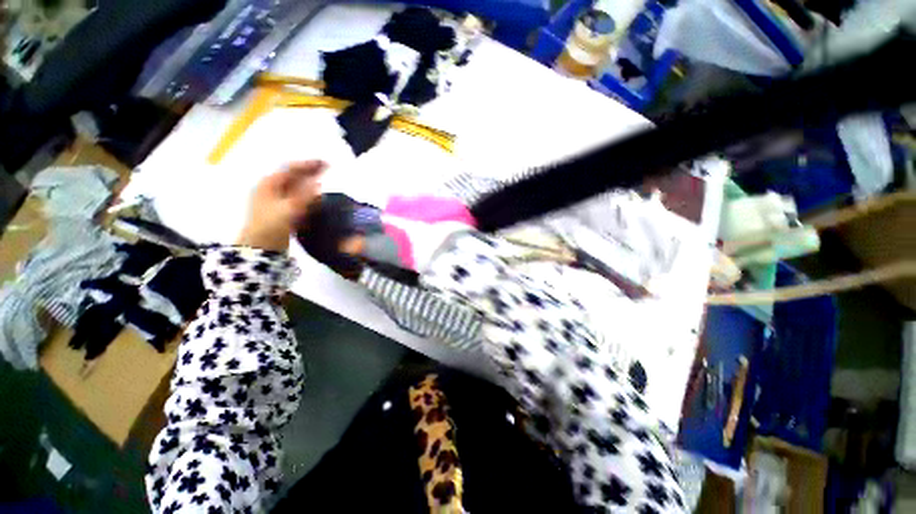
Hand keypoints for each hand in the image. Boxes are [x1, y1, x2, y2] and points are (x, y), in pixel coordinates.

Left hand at [236, 161, 326, 251]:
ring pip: (296, 187)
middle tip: (328, 168)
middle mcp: (272, 189)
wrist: (260, 247)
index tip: (326, 163)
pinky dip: (307, 196)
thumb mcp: (290, 209)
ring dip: (310, 183)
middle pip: (293, 176)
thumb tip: (319, 183)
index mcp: (269, 184)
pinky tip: (317, 199)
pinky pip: (297, 199)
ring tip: (324, 181)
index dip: (309, 165)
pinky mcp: (282, 212)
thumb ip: (305, 195)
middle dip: (310, 172)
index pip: (291, 169)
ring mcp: (276, 201)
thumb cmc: (271, 225)